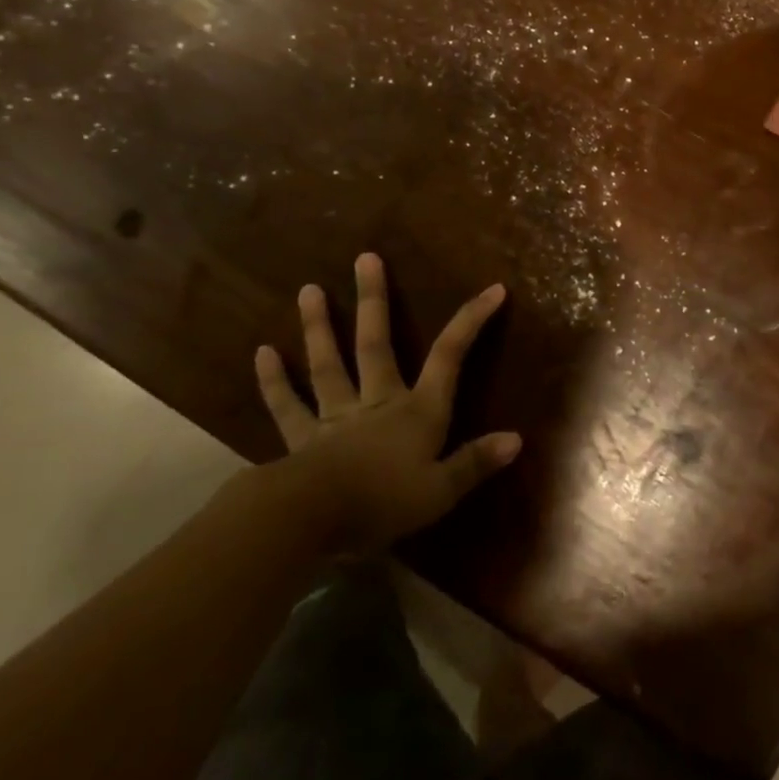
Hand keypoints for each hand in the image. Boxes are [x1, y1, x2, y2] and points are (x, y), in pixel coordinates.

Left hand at [251, 253, 519, 551]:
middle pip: (376, 344)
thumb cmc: (383, 503)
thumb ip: (475, 463)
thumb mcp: (440, 491)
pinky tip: (262, 352)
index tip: (492, 288)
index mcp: (417, 411)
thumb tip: (516, 438)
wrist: (312, 520)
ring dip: (319, 326)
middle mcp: (377, 402)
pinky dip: (274, 381)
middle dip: (374, 301)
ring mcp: (336, 417)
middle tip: (365, 258)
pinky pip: (288, 406)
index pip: (450, 357)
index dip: (471, 321)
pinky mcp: (302, 439)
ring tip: (308, 289)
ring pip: (328, 364)